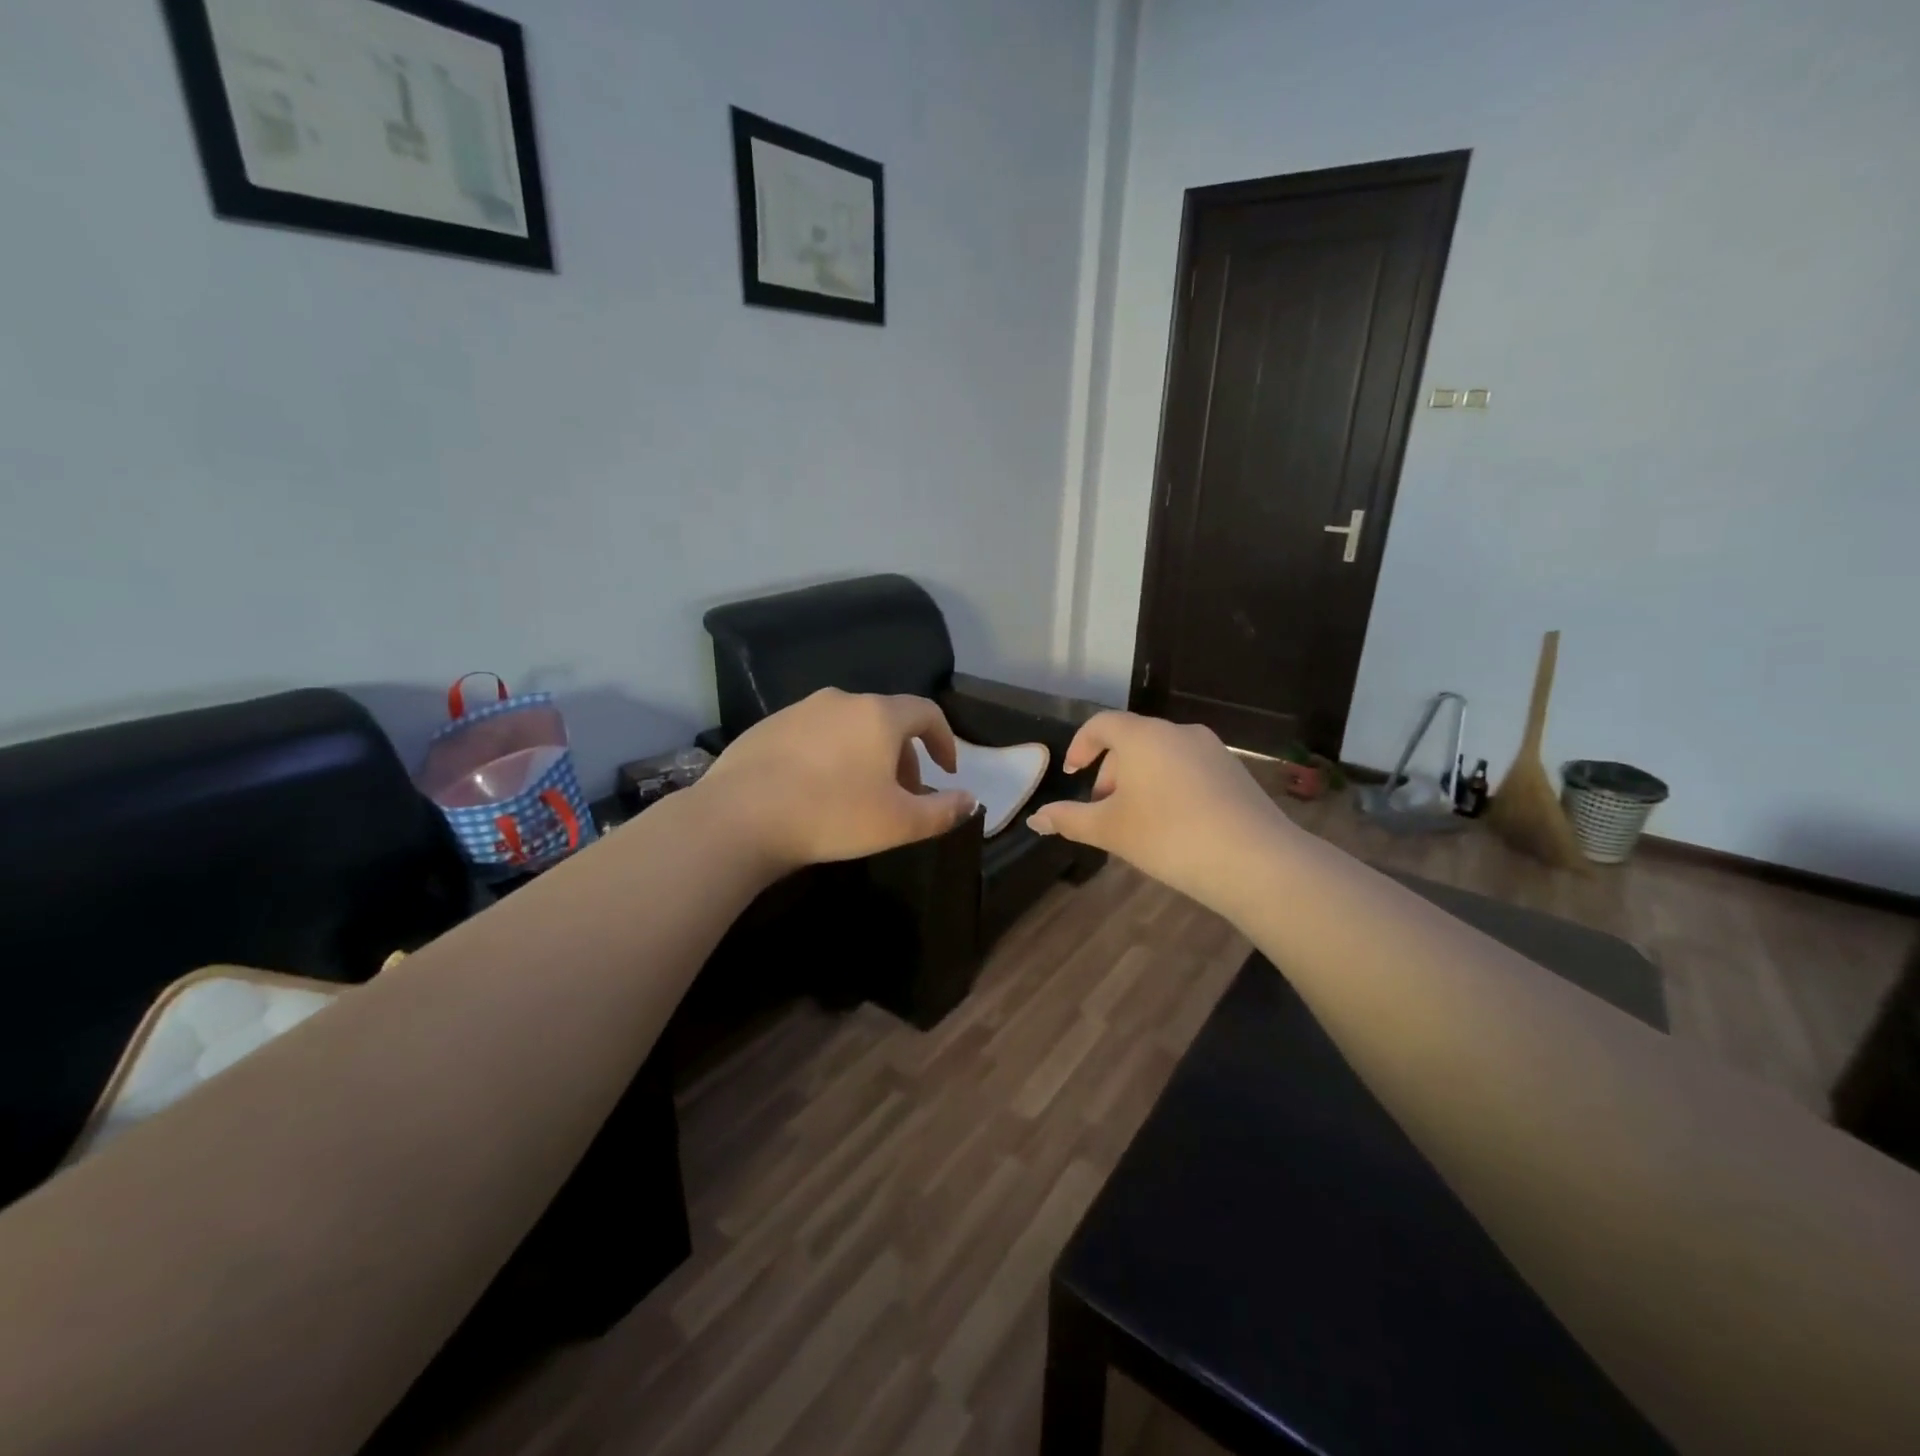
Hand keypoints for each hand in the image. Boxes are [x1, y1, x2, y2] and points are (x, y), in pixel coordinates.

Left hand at [694, 689, 976, 872]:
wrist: (740, 818)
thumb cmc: (832, 815)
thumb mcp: (900, 823)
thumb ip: (943, 811)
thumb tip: (971, 800)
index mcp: (879, 715)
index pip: (927, 713)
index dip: (944, 741)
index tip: (946, 771)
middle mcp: (841, 700)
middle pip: (887, 721)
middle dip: (903, 756)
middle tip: (902, 794)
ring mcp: (799, 710)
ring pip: (848, 727)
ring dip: (865, 755)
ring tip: (858, 794)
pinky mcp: (767, 726)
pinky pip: (814, 735)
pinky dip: (829, 755)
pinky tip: (815, 790)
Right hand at [1026, 712, 1293, 914]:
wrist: (1253, 860)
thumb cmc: (1167, 837)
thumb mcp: (1110, 830)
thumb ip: (1069, 820)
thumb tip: (1035, 819)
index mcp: (1142, 736)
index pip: (1101, 724)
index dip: (1080, 746)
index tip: (1072, 774)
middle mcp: (1177, 731)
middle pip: (1132, 740)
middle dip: (1110, 771)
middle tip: (1104, 810)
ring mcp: (1211, 749)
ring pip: (1161, 755)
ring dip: (1140, 780)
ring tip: (1138, 821)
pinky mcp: (1234, 770)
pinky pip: (1188, 768)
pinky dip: (1170, 785)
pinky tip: (1175, 824)